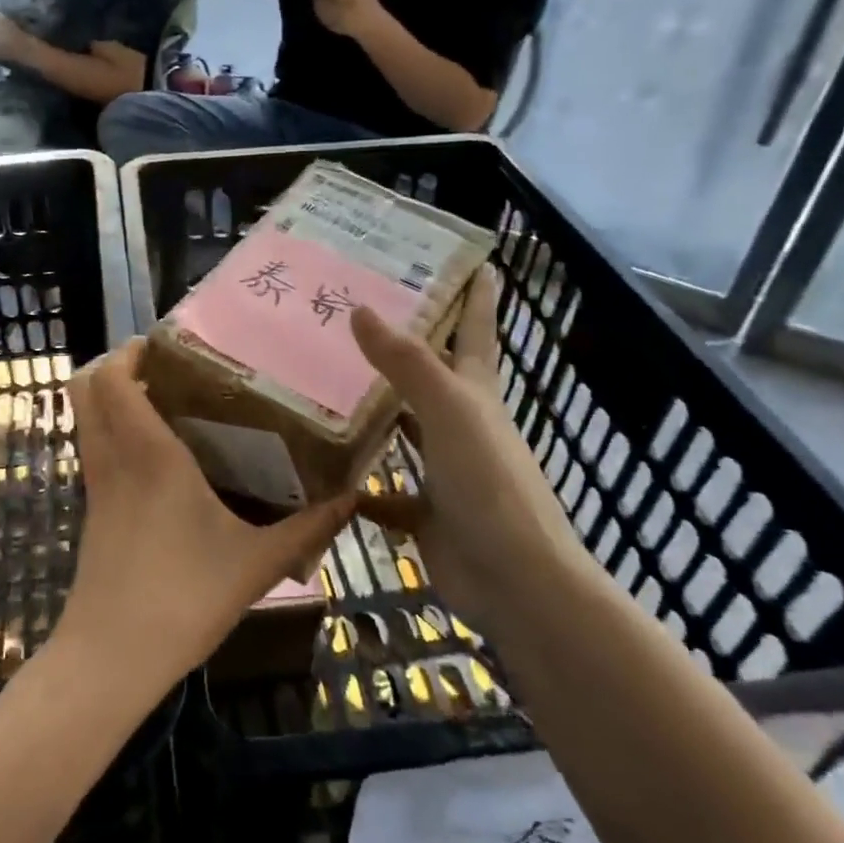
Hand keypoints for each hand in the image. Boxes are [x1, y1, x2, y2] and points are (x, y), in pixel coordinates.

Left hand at [55, 340, 353, 693]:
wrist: (112, 659)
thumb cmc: (185, 600)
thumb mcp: (258, 564)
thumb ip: (309, 528)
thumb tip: (354, 496)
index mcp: (150, 455)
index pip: (114, 379)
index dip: (129, 351)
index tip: (167, 343)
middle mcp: (114, 458)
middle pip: (85, 388)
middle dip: (115, 365)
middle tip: (164, 366)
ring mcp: (96, 485)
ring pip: (84, 418)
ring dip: (110, 397)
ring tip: (162, 399)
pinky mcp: (91, 510)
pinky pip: (92, 449)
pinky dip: (111, 430)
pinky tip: (154, 453)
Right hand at [351, 265, 568, 609]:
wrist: (516, 582)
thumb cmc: (489, 484)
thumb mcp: (450, 410)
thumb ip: (406, 361)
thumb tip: (361, 308)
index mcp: (476, 395)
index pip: (476, 332)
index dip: (476, 297)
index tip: (473, 261)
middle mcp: (462, 427)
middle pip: (431, 377)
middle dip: (406, 350)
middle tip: (360, 319)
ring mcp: (445, 472)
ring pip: (404, 433)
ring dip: (376, 415)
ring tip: (328, 387)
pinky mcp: (426, 515)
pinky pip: (386, 494)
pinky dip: (360, 488)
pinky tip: (326, 476)